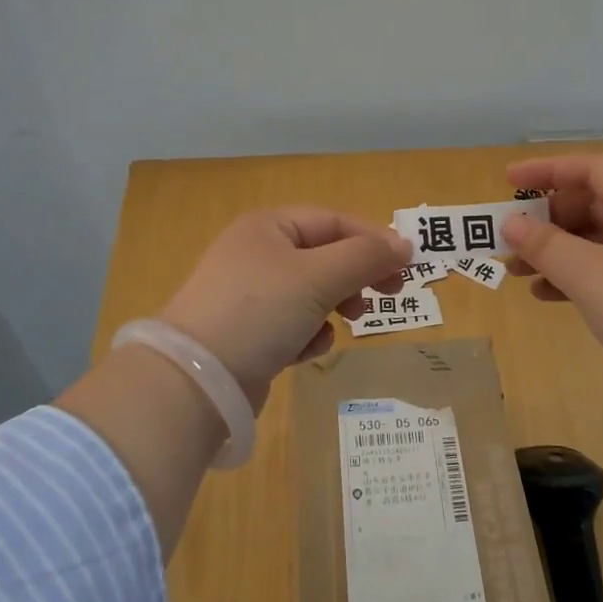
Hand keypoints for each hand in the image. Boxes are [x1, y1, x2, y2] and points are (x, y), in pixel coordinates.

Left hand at [159, 207, 410, 408]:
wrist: (195, 381)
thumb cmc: (260, 311)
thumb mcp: (319, 277)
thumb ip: (365, 257)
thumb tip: (405, 243)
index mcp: (269, 226)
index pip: (334, 221)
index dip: (373, 239)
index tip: (407, 266)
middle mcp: (256, 252)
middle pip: (324, 255)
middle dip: (356, 275)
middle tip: (390, 295)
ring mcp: (248, 295)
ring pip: (311, 292)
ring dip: (334, 306)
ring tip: (349, 322)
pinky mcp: (245, 333)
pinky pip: (291, 324)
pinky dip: (307, 334)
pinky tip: (308, 350)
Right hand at [501, 155, 602, 399]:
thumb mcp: (591, 277)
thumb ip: (545, 245)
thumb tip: (510, 223)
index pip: (592, 167)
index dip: (547, 170)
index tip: (507, 181)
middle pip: (595, 201)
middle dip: (548, 219)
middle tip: (511, 237)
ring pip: (602, 238)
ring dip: (559, 250)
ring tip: (518, 273)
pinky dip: (581, 274)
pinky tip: (549, 295)